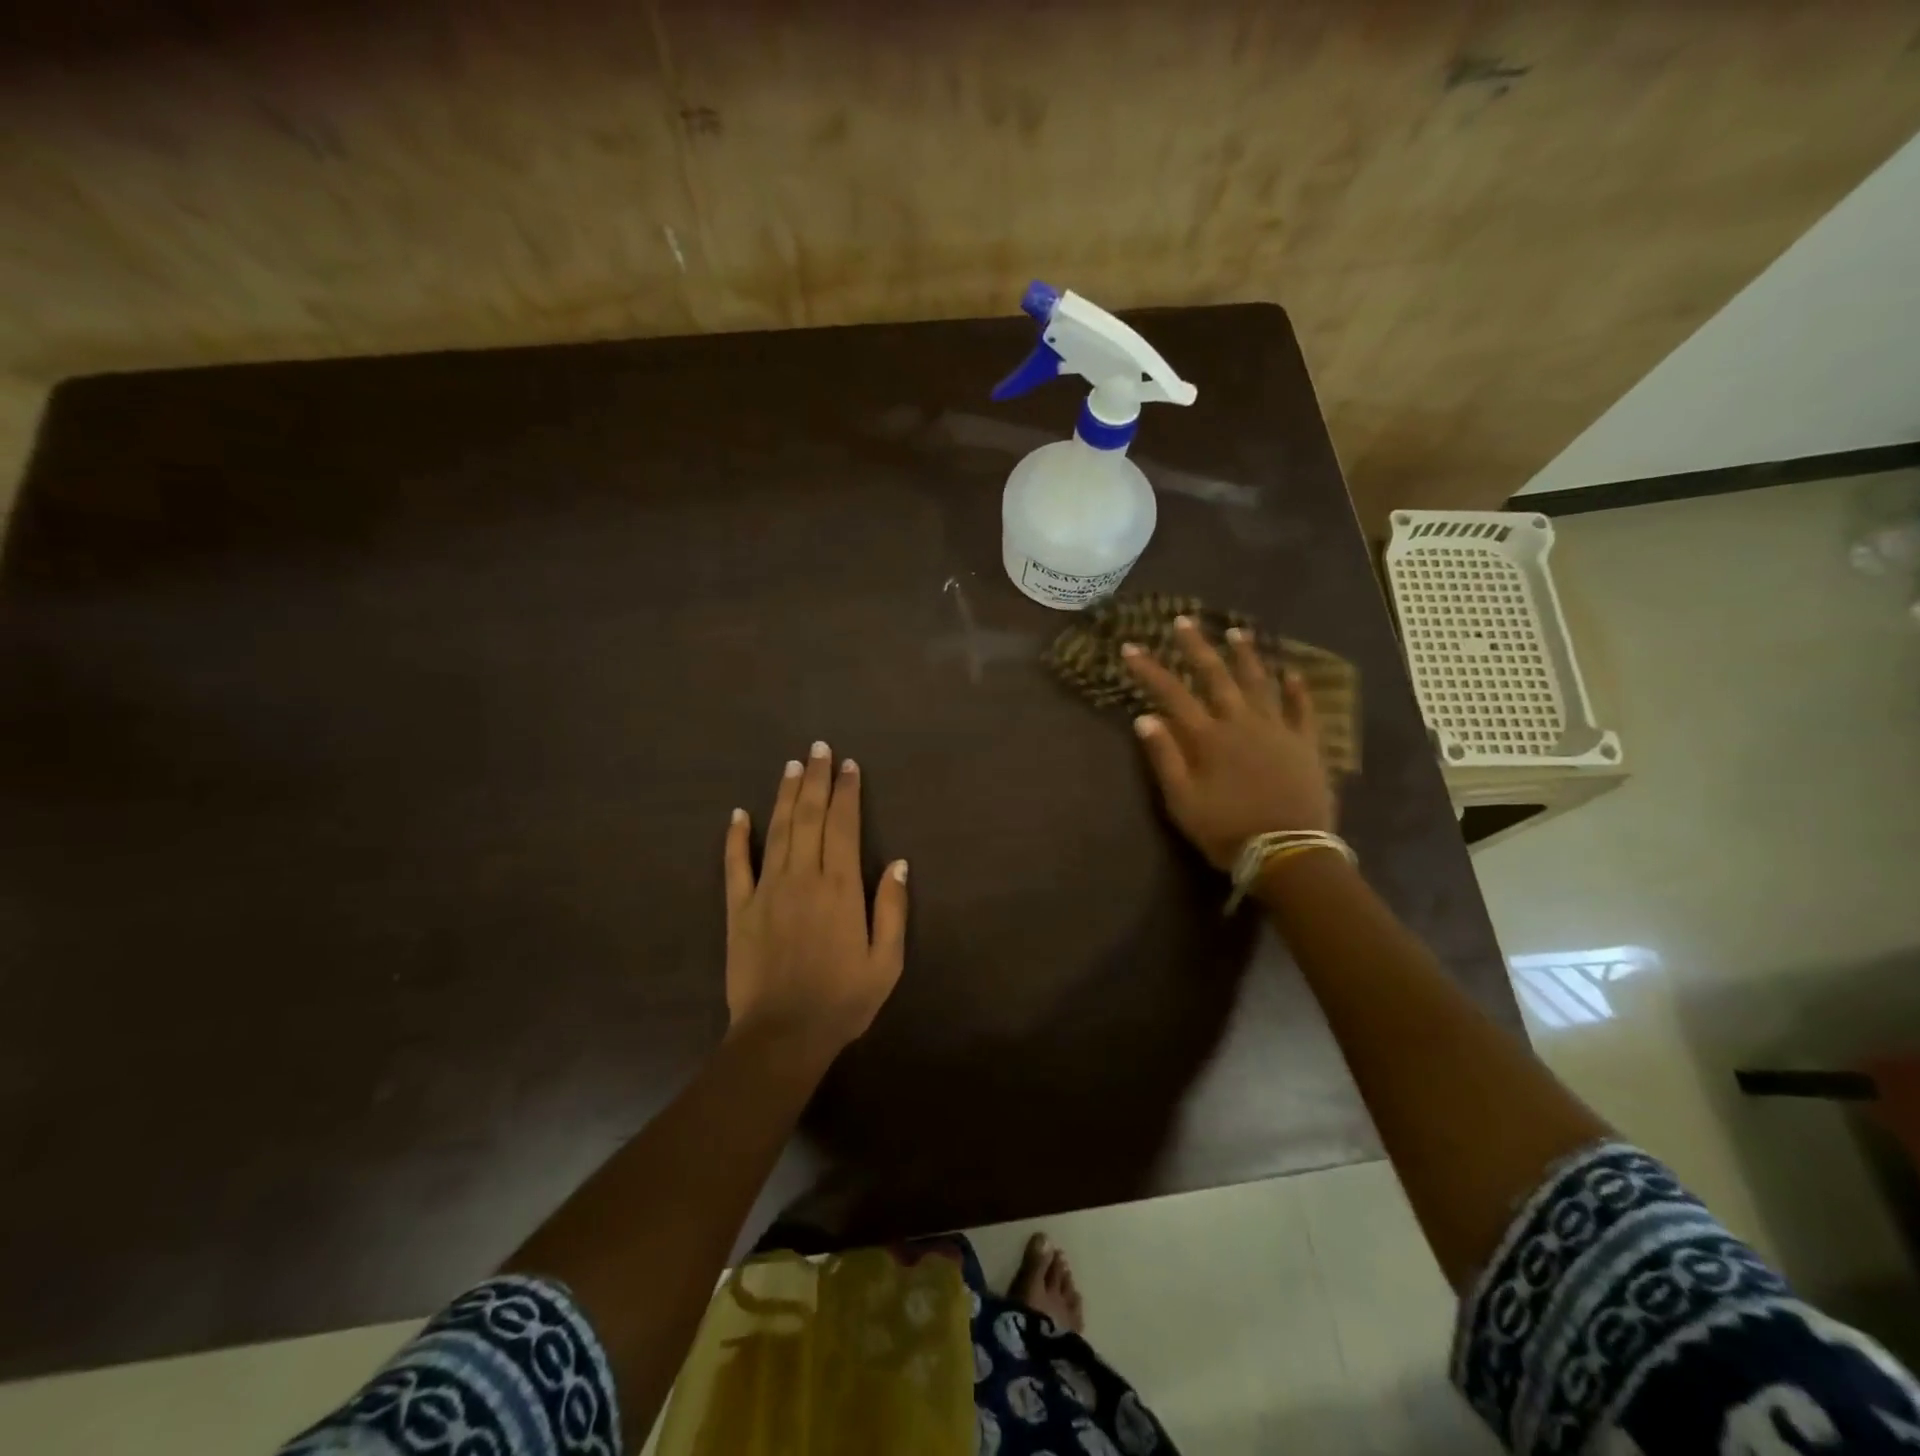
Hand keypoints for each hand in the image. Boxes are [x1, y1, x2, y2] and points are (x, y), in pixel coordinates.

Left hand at [723, 742, 909, 1058]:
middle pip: (809, 817)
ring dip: (785, 795)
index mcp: (841, 888)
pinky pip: (736, 865)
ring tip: (792, 766)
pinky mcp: (739, 909)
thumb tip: (899, 863)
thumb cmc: (842, 1001)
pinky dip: (736, 837)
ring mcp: (767, 891)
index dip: (847, 793)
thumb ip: (892, 909)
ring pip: (777, 830)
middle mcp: (803, 878)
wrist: (782, 1036)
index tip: (848, 766)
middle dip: (816, 780)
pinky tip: (738, 813)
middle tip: (819, 748)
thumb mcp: (886, 962)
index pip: (844, 826)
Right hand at [1122, 616, 1337, 869]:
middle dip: (1196, 647)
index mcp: (1207, 737)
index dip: (1149, 670)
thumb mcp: (1182, 801)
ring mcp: (1277, 730)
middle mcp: (1241, 722)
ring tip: (1237, 632)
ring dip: (1246, 656)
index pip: (1171, 694)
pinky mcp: (1306, 744)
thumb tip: (1144, 717)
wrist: (1288, 852)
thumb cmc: (1226, 830)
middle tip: (1184, 621)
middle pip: (1215, 676)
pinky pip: (1303, 709)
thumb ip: (1164, 757)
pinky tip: (1292, 672)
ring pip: (1259, 683)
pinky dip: (1297, 689)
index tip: (1131, 648)